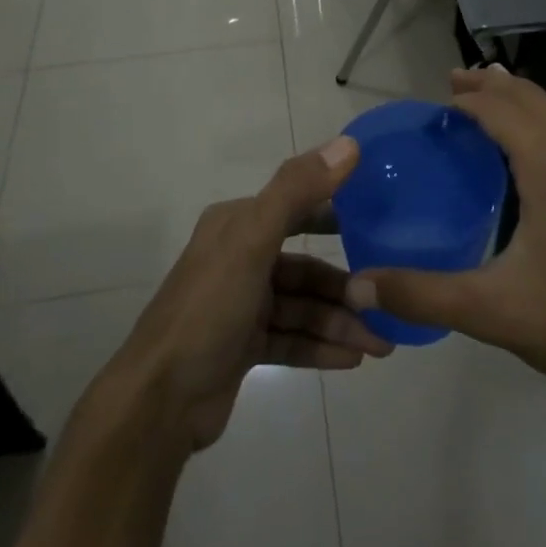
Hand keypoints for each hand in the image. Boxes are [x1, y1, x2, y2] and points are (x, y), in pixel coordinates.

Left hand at [98, 138, 391, 452]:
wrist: (158, 401)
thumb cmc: (208, 309)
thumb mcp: (252, 241)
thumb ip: (297, 191)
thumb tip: (349, 145)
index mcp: (237, 225)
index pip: (297, 207)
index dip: (338, 212)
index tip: (382, 222)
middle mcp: (240, 258)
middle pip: (305, 267)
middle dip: (346, 287)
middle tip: (387, 302)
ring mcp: (242, 305)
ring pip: (303, 308)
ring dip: (340, 323)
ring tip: (381, 344)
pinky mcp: (244, 346)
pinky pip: (293, 339)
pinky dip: (322, 346)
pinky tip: (354, 360)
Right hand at [346, 68, 545, 398]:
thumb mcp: (490, 310)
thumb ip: (421, 294)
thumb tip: (359, 284)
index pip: (499, 108)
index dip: (464, 100)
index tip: (430, 108)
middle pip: (527, 96)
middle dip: (487, 86)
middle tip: (449, 86)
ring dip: (514, 99)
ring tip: (478, 103)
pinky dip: (534, 121)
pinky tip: (518, 151)